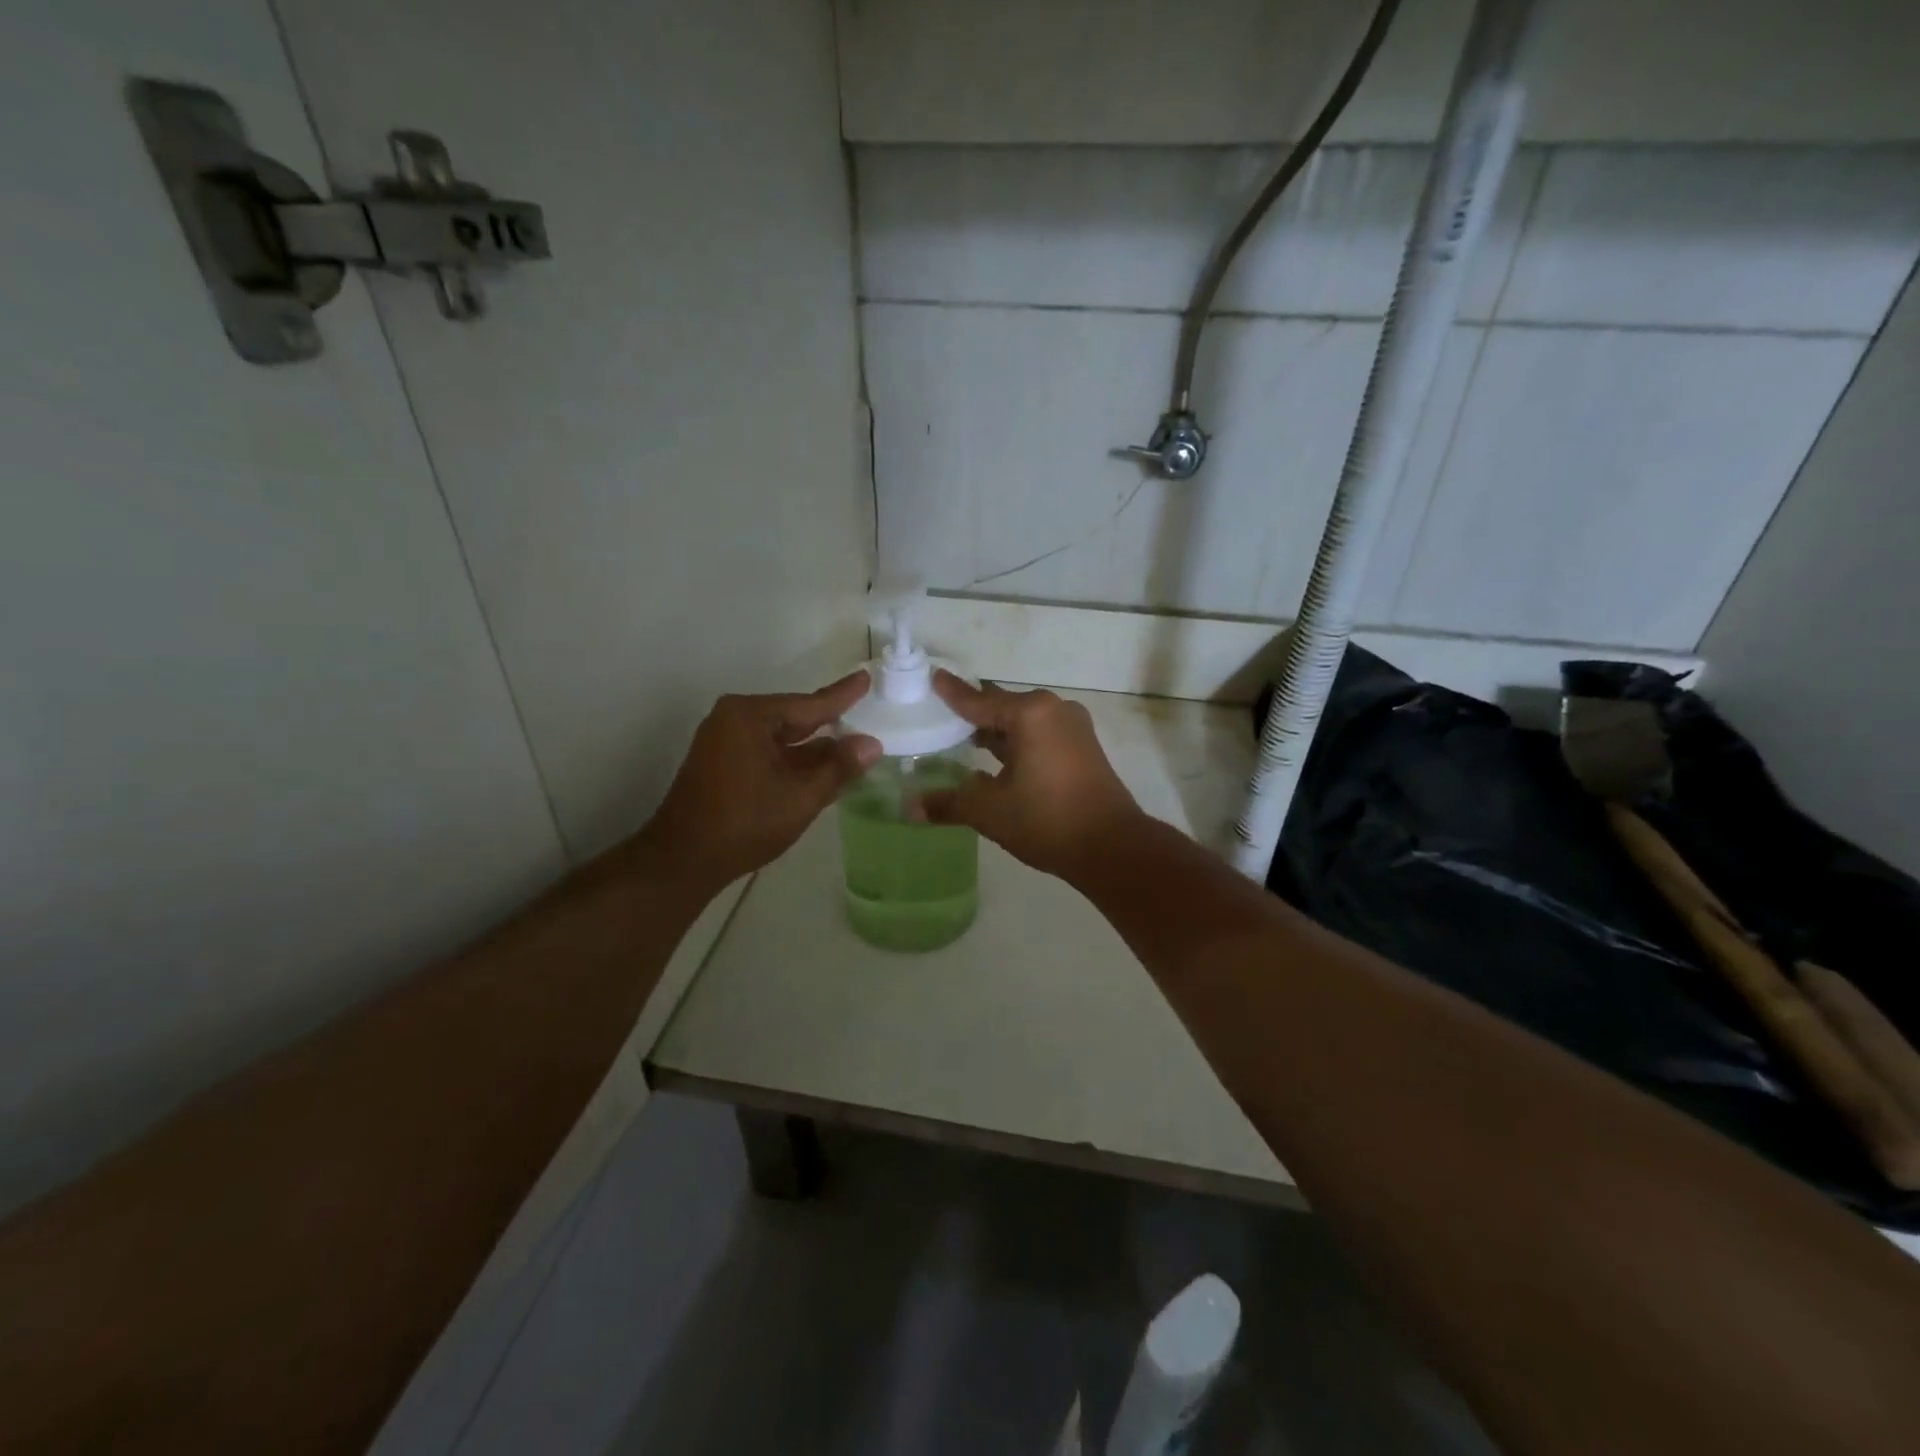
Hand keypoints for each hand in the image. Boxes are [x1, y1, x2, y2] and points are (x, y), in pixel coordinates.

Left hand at [637, 673, 879, 889]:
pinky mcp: (722, 763)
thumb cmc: (744, 823)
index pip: (808, 704)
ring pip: (781, 739)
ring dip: (813, 748)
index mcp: (749, 716)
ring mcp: (724, 741)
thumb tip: (872, 744)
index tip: (864, 678)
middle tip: (864, 713)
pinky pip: (767, 752)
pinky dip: (793, 760)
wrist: (683, 860)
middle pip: (794, 718)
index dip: (841, 696)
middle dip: (829, 723)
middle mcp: (734, 719)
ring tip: (853, 746)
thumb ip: (838, 768)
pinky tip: (822, 768)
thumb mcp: (800, 797)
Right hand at [919, 671, 1145, 879]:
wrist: (1112, 847)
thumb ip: (948, 803)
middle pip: (1001, 706)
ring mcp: (1073, 727)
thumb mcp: (989, 811)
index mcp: (1029, 713)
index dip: (951, 693)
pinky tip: (996, 760)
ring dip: (995, 731)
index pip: (978, 700)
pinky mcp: (1083, 747)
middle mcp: (1053, 710)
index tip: (932, 677)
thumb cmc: (1046, 820)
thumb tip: (910, 808)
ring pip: (1023, 722)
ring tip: (961, 739)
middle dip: (972, 713)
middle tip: (939, 716)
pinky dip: (1017, 743)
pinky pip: (1040, 735)